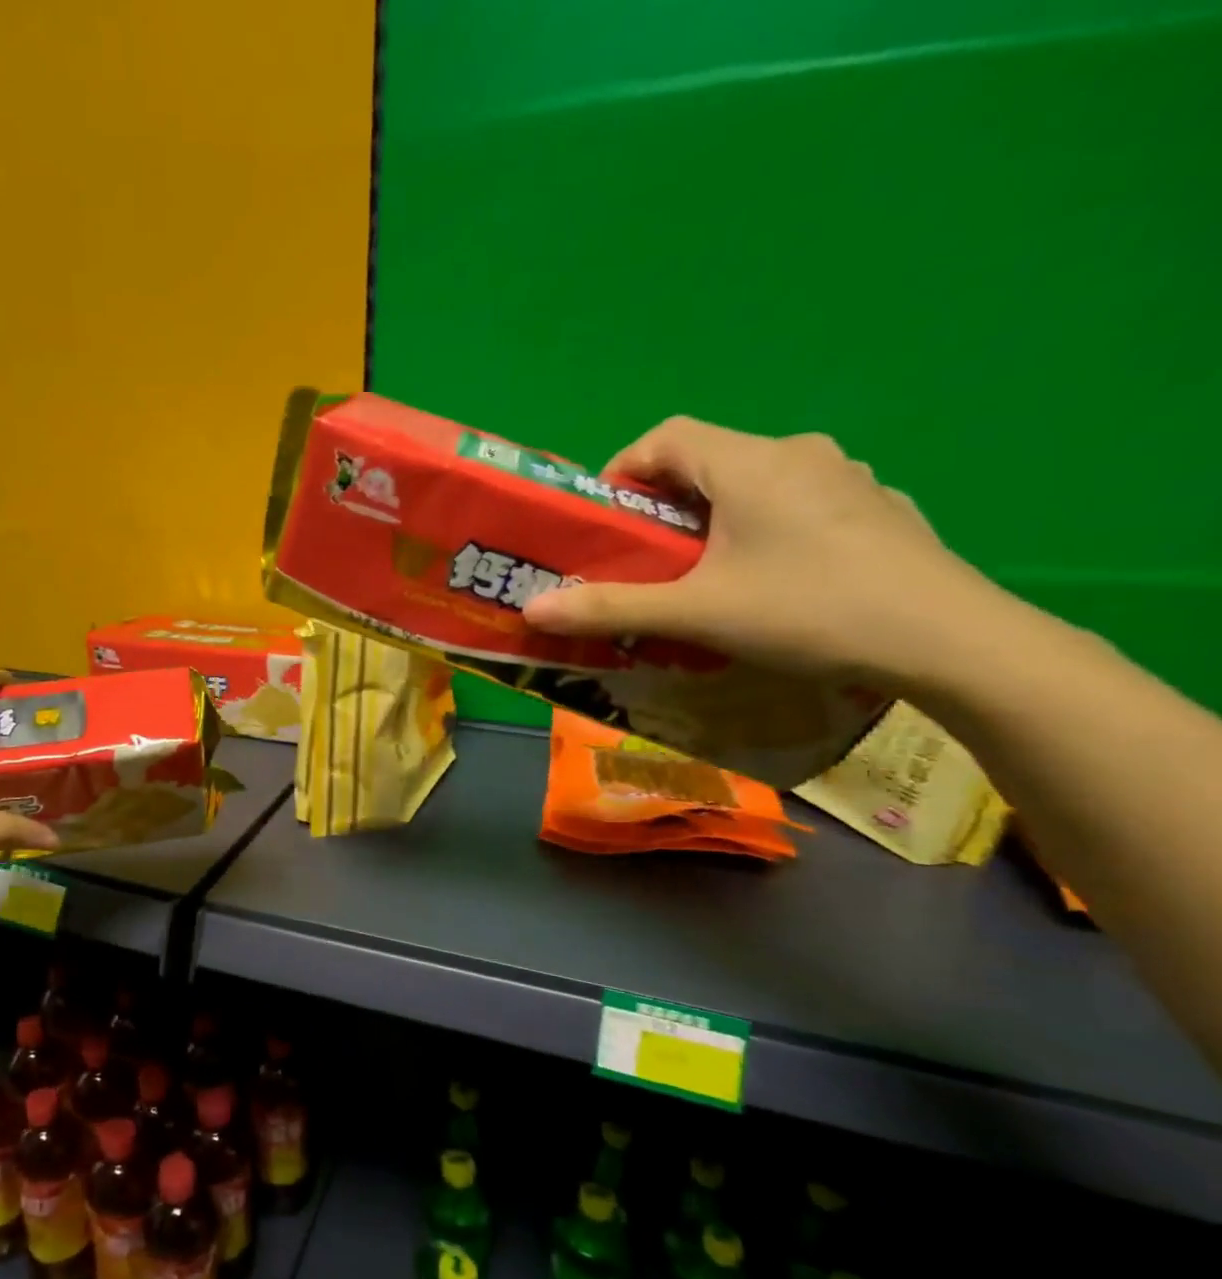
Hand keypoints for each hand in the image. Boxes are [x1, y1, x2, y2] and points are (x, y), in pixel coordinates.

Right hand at [522, 417, 1010, 685]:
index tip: (604, 519)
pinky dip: (764, 528)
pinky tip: (770, 580)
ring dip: (715, 517)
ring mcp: (847, 478)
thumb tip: (532, 607)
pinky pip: (798, 504)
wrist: (949, 639)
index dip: (623, 469)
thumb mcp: (696, 614)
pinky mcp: (877, 509)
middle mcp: (799, 453)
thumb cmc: (807, 611)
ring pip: (755, 483)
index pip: (666, 436)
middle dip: (664, 503)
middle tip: (644, 557)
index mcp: (750, 463)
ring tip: (701, 573)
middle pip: (709, 459)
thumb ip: (610, 608)